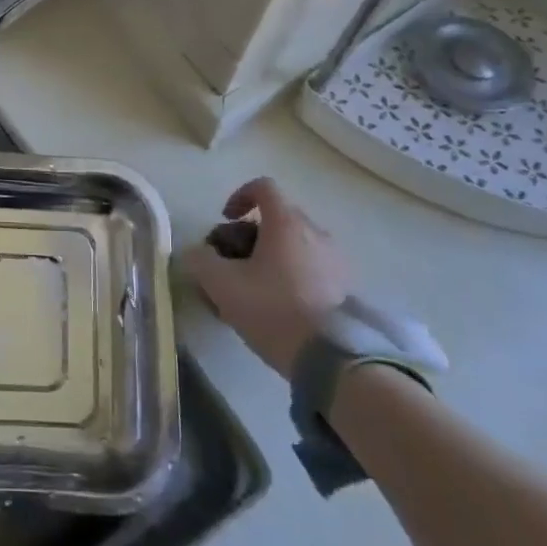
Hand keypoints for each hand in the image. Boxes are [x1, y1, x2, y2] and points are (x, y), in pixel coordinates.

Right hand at [178, 178, 350, 381]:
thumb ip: (201, 261)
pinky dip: (293, 275)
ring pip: (296, 244)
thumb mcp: (222, 285)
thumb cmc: (273, 309)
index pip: (263, 187)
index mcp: (286, 223)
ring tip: (255, 290)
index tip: (226, 220)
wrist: (334, 358)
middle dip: (251, 233)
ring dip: (273, 256)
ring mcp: (336, 260)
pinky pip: (313, 268)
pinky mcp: (348, 288)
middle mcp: (316, 233)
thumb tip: (197, 253)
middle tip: (234, 262)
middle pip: (279, 217)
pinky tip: (281, 306)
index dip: (239, 196)